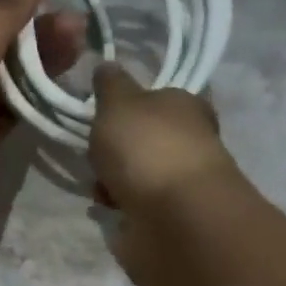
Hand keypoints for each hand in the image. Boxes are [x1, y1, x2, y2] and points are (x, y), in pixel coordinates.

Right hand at [88, 62, 240, 284]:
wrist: (173, 217)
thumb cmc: (147, 148)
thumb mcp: (119, 103)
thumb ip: (110, 85)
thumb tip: (107, 66)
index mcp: (188, 106)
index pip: (161, 97)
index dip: (133, 105)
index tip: (105, 115)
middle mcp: (190, 142)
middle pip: (145, 140)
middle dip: (116, 149)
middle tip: (95, 152)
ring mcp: (181, 184)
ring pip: (137, 175)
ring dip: (113, 181)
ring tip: (98, 187)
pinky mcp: (169, 219)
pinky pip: (136, 207)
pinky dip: (119, 207)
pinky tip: (106, 208)